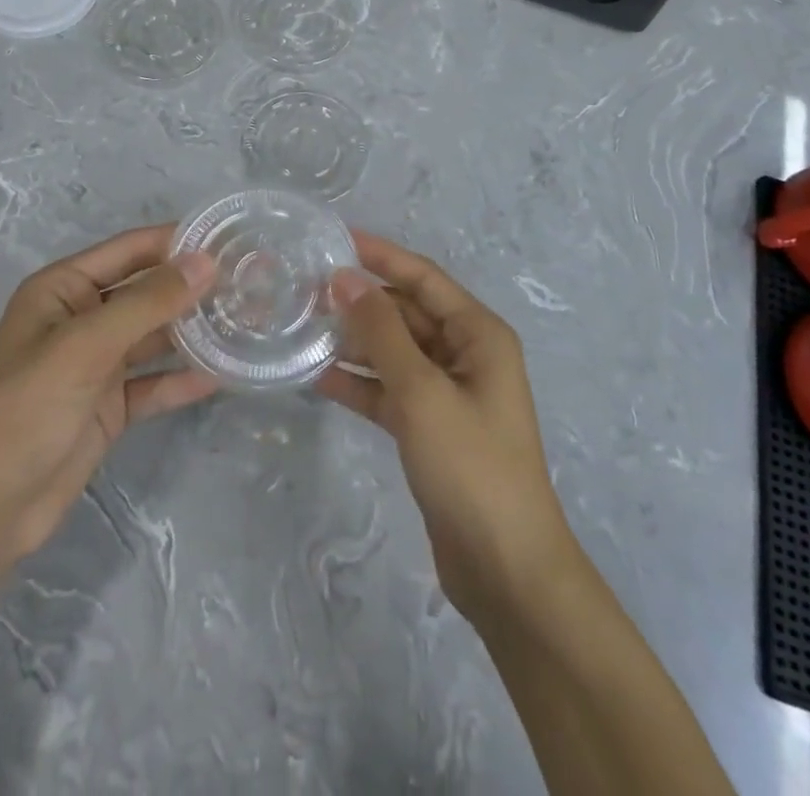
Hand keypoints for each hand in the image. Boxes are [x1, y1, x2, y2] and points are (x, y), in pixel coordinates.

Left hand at [0, 226, 217, 577]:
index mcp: (64, 289)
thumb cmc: (24, 409)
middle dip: (194, 287)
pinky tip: (223, 375)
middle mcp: (82, 319)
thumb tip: (205, 262)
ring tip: (250, 321)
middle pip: (148, 292)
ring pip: (155, 337)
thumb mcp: (85, 346)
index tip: (232, 239)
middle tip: (253, 282)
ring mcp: (96, 365)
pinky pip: (153, 383)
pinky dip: (182, 379)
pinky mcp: (109, 407)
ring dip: (195, 331)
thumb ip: (147, 303)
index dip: (178, 242)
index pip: (131, 250)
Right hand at [316, 233, 577, 626]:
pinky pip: (390, 391)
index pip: (423, 278)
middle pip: (408, 313)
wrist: (505, 570)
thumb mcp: (421, 391)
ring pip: (395, 352)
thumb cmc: (470, 466)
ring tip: (303, 328)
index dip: (381, 256)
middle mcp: (466, 355)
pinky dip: (361, 384)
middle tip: (306, 290)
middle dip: (363, 301)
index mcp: (478, 334)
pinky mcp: (431, 429)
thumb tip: (345, 278)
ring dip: (356, 342)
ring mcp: (448, 394)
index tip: (335, 239)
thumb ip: (381, 331)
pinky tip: (318, 377)